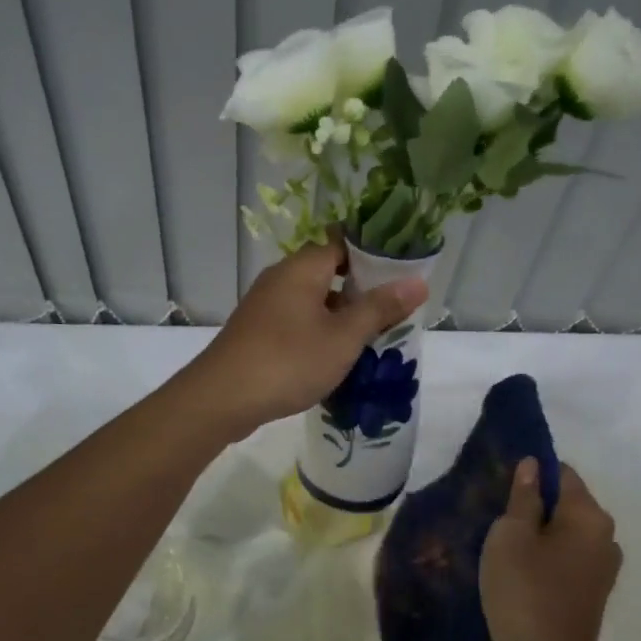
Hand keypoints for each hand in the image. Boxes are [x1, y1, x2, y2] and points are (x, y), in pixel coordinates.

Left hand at [189, 235, 427, 436]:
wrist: (222, 398)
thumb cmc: (288, 361)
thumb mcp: (343, 337)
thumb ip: (380, 309)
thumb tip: (418, 281)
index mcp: (302, 268)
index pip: (343, 242)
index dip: (374, 254)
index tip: (403, 271)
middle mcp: (281, 278)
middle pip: (329, 271)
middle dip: (362, 289)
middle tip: (396, 309)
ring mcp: (265, 306)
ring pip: (313, 300)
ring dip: (341, 315)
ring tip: (374, 336)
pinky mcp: (257, 332)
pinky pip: (297, 321)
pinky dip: (319, 331)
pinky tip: (336, 356)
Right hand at [481, 459, 622, 640]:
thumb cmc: (525, 589)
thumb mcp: (511, 535)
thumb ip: (522, 497)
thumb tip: (532, 465)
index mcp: (589, 515)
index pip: (561, 473)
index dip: (531, 474)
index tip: (501, 487)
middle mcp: (605, 535)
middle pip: (566, 503)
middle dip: (534, 504)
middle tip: (495, 516)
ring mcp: (603, 566)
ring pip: (565, 532)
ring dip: (538, 533)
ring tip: (503, 545)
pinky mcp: (593, 591)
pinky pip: (567, 557)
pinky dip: (546, 556)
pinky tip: (519, 569)